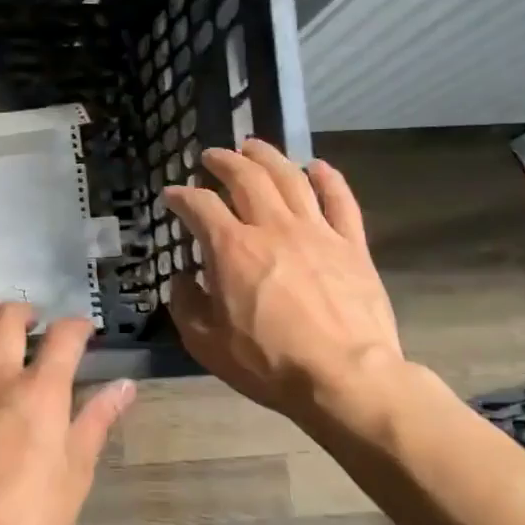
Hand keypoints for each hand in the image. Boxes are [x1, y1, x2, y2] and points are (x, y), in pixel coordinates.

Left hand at [0, 299, 134, 524]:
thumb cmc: (30, 514)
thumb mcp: (76, 471)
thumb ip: (97, 421)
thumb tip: (125, 387)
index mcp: (40, 390)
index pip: (64, 338)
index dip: (77, 327)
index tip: (83, 331)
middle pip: (8, 321)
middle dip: (25, 311)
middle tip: (33, 321)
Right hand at [163, 140, 402, 427]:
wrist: (345, 377)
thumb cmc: (268, 363)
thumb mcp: (206, 343)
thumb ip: (187, 304)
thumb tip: (184, 279)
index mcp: (232, 249)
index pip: (200, 206)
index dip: (181, 196)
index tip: (172, 195)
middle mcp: (272, 227)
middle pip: (246, 177)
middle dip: (224, 161)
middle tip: (211, 156)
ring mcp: (317, 232)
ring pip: (291, 178)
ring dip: (268, 157)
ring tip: (253, 146)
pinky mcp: (352, 246)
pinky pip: (341, 201)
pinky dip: (328, 178)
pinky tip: (317, 166)